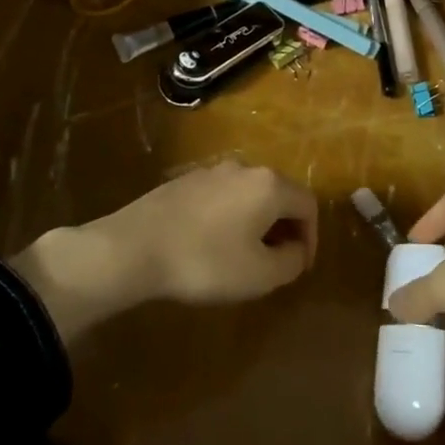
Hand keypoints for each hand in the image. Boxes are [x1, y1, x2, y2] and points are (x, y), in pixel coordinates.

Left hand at [10, 162, 316, 341]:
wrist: (133, 248)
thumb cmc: (205, 262)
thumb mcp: (259, 275)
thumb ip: (290, 262)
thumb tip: (296, 251)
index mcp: (269, 185)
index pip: (308, 205)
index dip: (311, 237)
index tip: (299, 266)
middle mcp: (245, 168)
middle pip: (280, 194)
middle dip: (285, 228)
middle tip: (276, 261)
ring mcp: (212, 171)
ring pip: (249, 194)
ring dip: (256, 222)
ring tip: (244, 255)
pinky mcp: (185, 181)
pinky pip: (222, 196)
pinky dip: (229, 217)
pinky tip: (211, 244)